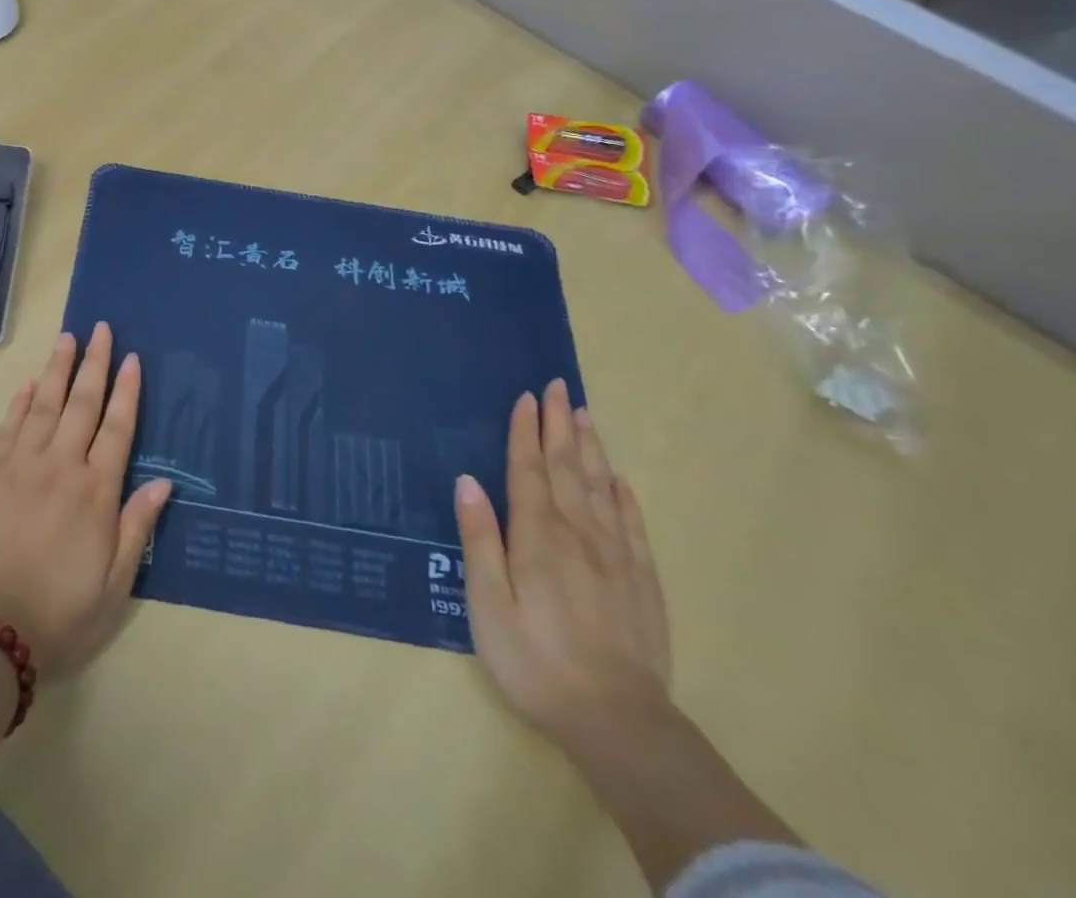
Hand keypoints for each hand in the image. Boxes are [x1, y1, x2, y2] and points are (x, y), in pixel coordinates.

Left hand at [0, 323, 172, 676]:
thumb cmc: (60, 615)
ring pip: (45, 404)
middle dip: (94, 363)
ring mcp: (20, 466)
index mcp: (96, 493)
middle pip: (82, 403)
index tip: (131, 359)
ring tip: (68, 338)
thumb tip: (164, 482)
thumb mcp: (114, 586)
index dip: (126, 391)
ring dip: (58, 368)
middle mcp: (60, 467)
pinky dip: (21, 401)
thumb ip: (138, 528)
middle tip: (101, 328)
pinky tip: (30, 382)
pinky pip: (8, 426)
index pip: (117, 428)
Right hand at [455, 379, 672, 749]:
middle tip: (558, 386)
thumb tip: (468, 481)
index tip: (526, 397)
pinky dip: (625, 496)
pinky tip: (620, 480)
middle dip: (559, 425)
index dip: (525, 432)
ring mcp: (615, 556)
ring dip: (591, 449)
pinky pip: (633, 525)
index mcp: (537, 536)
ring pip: (602, 488)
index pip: (529, 470)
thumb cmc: (535, 660)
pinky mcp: (642, 582)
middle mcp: (578, 534)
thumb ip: (479, 539)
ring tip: (585, 415)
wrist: (618, 722)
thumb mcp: (487, 603)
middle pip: (567, 468)